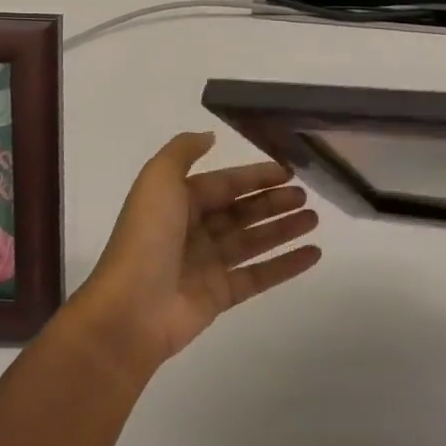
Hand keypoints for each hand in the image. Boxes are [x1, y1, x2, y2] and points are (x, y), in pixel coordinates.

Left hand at [70, 131, 321, 376]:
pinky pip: (259, 276)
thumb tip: (210, 136)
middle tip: (307, 195)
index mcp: (178, 202)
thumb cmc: (147, 237)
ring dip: (284, 229)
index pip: (225, 183)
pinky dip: (286, 265)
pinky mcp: (220, 296)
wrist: (130, 309)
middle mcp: (193, 231)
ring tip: (315, 219)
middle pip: (242, 212)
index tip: (289, 170)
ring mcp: (207, 265)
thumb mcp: (158, 179)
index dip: (256, 176)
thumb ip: (183, 151)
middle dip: (273, 201)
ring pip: (253, 241)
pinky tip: (313, 254)